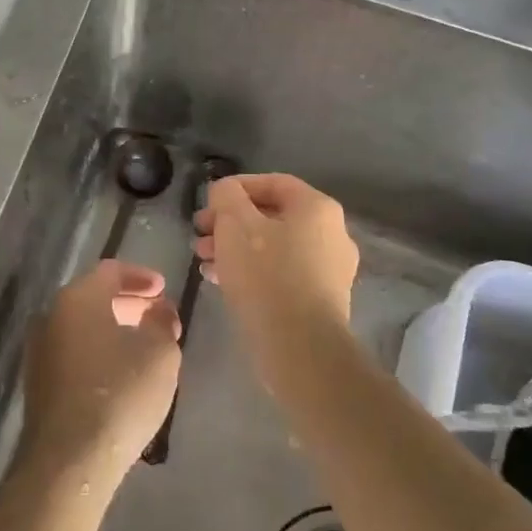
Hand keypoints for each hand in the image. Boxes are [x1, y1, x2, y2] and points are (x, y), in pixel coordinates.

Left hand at [19, 260, 182, 485]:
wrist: (69, 460)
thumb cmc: (120, 394)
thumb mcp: (160, 353)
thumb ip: (162, 322)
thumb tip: (159, 311)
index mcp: (78, 298)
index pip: (111, 271)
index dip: (141, 277)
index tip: (164, 290)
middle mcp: (51, 315)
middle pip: (94, 297)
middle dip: (129, 303)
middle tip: (158, 317)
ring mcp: (40, 350)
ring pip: (83, 326)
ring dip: (114, 329)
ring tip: (145, 347)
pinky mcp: (38, 382)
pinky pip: (73, 351)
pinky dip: (98, 351)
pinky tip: (121, 374)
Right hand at [194, 173, 359, 368]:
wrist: (300, 348)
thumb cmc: (266, 275)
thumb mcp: (235, 224)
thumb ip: (227, 196)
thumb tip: (226, 191)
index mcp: (317, 208)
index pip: (273, 182)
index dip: (236, 188)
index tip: (207, 203)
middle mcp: (332, 233)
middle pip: (272, 216)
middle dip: (230, 222)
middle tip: (199, 234)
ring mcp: (329, 269)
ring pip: (274, 246)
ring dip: (236, 248)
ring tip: (203, 260)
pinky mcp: (320, 300)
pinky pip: (281, 273)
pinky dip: (252, 271)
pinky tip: (221, 281)